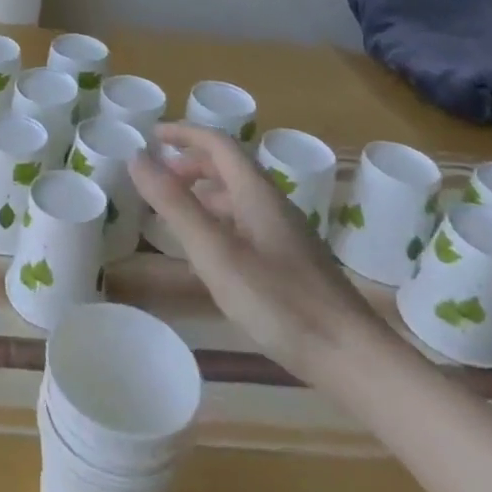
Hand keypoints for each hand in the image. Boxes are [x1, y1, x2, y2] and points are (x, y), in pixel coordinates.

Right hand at [129, 124, 381, 382]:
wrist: (354, 359)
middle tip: (158, 179)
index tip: (152, 136)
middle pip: (229, 167)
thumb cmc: (280, 301)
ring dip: (203, 193)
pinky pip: (246, 223)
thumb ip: (174, 204)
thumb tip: (137, 157)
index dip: (184, 133)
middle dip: (190, 164)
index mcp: (256, 193)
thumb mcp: (215, 252)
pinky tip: (210, 253)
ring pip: (238, 197)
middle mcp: (273, 204)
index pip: (218, 143)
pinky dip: (218, 220)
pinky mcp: (292, 262)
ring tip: (174, 213)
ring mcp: (286, 234)